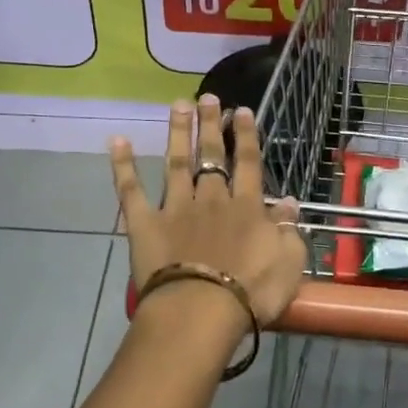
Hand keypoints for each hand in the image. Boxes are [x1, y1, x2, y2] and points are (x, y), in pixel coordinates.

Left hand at [110, 96, 306, 326]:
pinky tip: (117, 141)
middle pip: (211, 156)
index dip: (246, 136)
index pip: (248, 163)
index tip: (241, 110)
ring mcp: (175, 208)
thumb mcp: (289, 261)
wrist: (201, 310)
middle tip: (207, 97)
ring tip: (178, 105)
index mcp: (246, 207)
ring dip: (178, 133)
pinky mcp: (145, 224)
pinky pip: (131, 191)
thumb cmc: (251, 291)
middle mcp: (211, 199)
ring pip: (176, 163)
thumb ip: (289, 229)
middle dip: (210, 125)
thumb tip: (290, 202)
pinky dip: (123, 166)